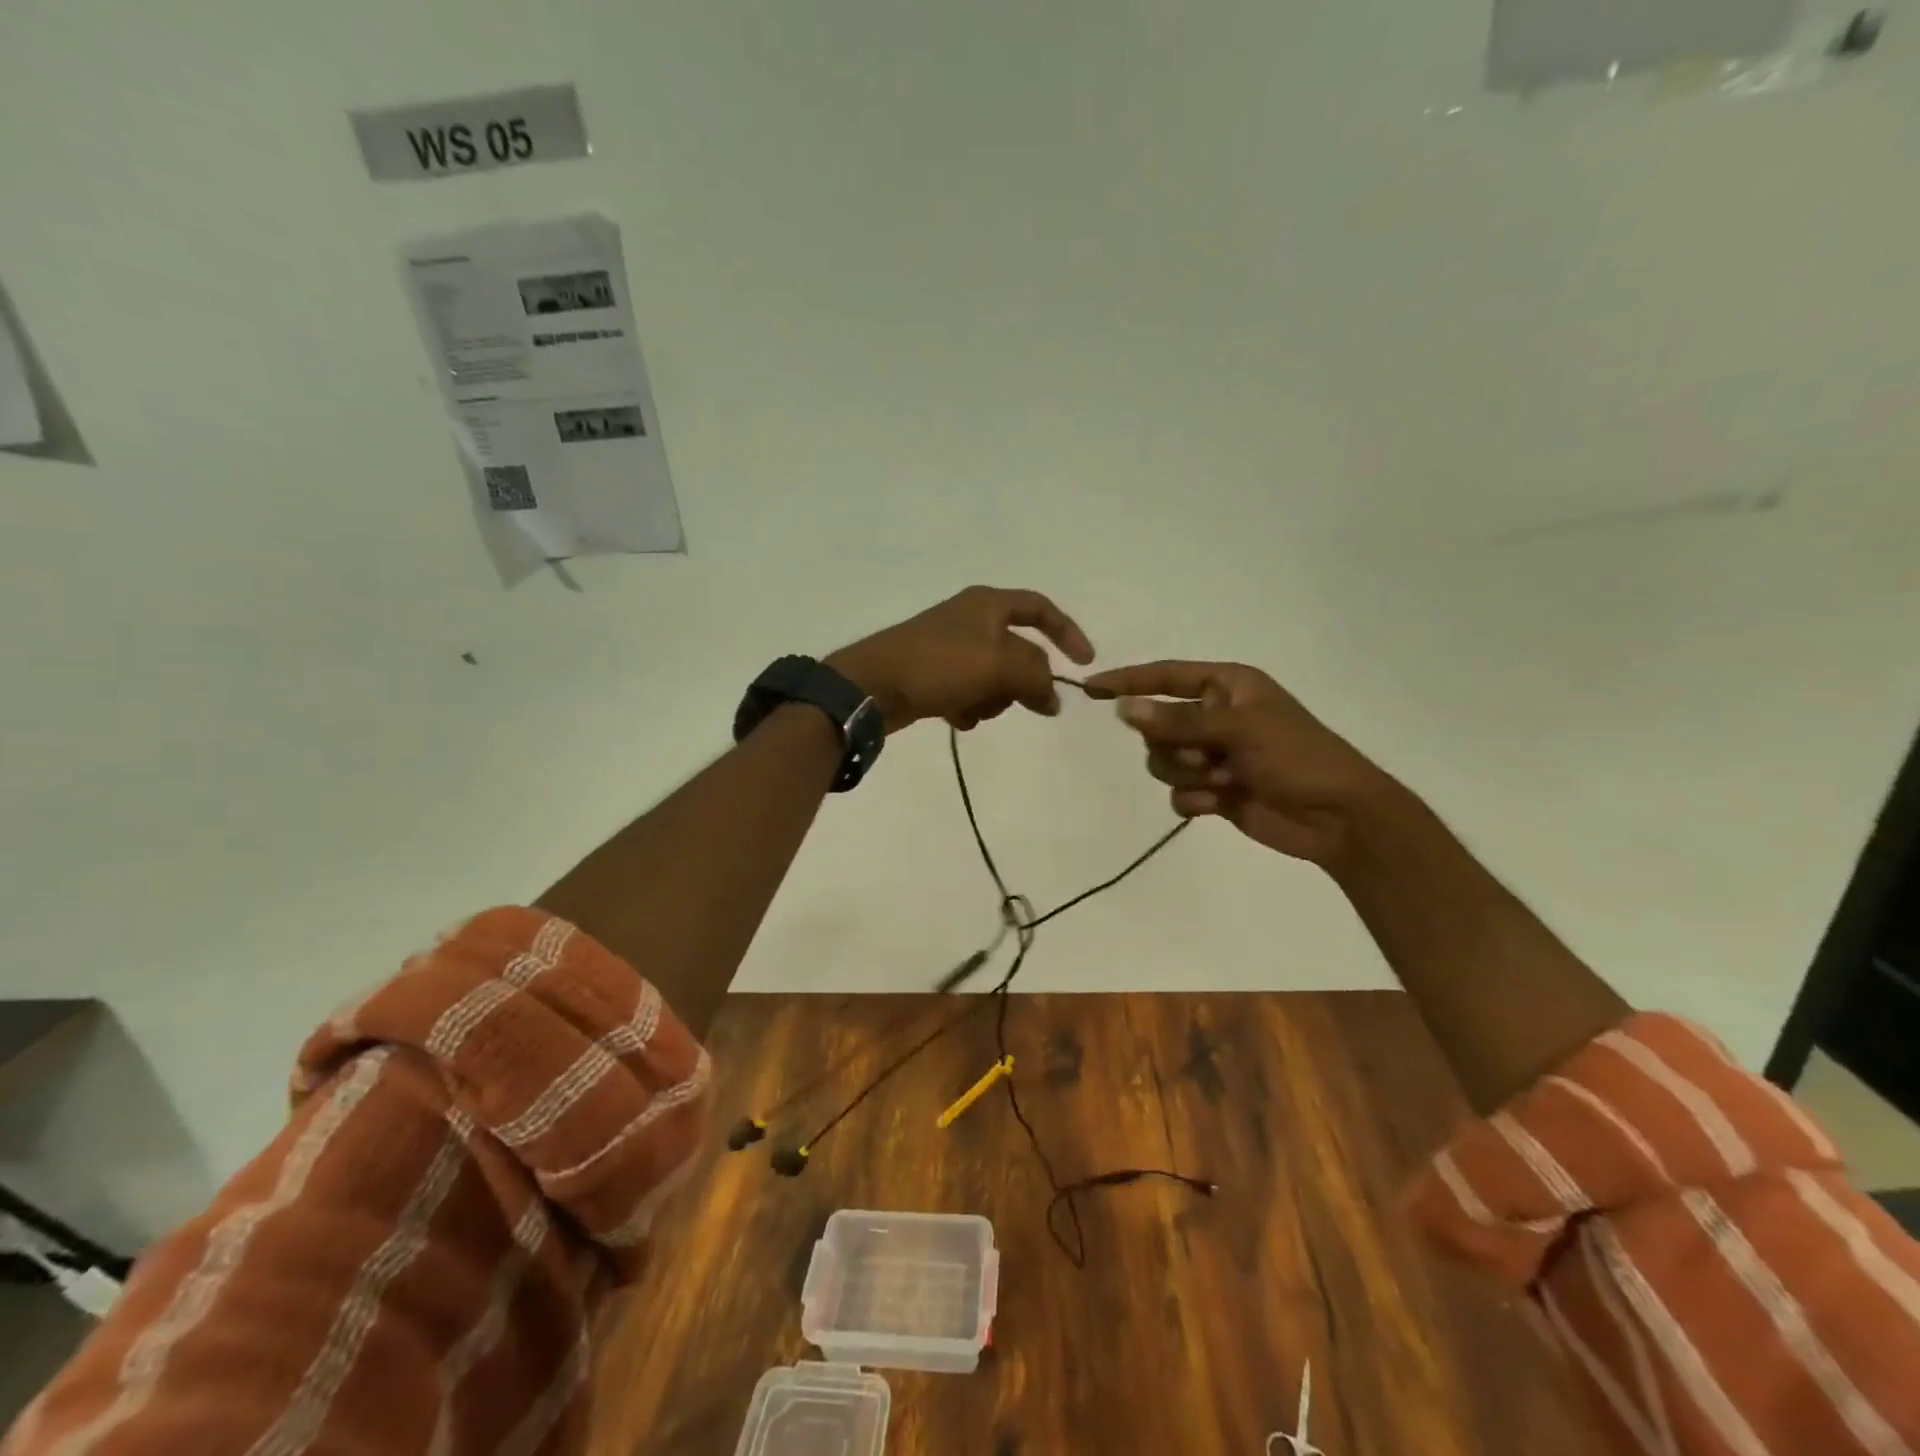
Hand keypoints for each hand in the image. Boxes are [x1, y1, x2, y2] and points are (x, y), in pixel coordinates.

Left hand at [827, 586, 1094, 732]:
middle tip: (1026, 705)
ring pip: (994, 676)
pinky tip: (955, 717)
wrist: (873, 686)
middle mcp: (970, 620)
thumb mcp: (1001, 664)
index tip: (1085, 663)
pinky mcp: (932, 675)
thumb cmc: (940, 664)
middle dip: (1021, 681)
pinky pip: (967, 692)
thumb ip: (1038, 677)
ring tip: (973, 708)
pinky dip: (968, 707)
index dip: (1068, 633)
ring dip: (992, 698)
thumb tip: (1053, 698)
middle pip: (1018, 651)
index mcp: (988, 604)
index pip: (1040, 609)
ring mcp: (948, 648)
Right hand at [1084, 660, 1392, 865]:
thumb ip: (1177, 721)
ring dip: (1186, 774)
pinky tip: (1220, 804)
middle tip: (1207, 757)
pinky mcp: (1215, 791)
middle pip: (1157, 726)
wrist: (1339, 817)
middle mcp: (1216, 716)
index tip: (1091, 688)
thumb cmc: (1297, 757)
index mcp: (1227, 687)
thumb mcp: (1238, 729)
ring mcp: (1214, 755)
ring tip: (1222, 781)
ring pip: (1163, 761)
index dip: (1128, 681)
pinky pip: (1178, 792)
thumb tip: (1123, 708)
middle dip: (1174, 746)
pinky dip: (1194, 799)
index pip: (1166, 676)